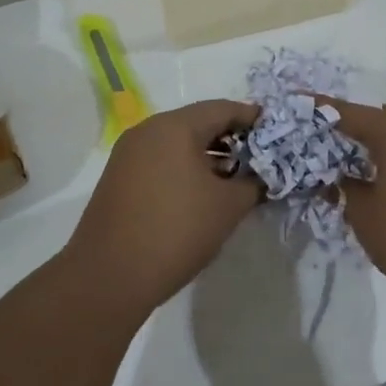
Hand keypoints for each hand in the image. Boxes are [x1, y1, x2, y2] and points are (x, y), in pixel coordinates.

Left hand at [65, 99, 262, 315]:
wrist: (109, 277)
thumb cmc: (176, 231)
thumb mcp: (228, 207)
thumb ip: (254, 183)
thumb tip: (263, 176)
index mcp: (175, 127)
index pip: (223, 109)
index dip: (253, 119)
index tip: (277, 133)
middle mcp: (148, 130)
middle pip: (199, 122)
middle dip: (232, 138)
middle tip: (259, 158)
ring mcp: (128, 153)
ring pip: (178, 142)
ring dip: (208, 155)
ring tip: (235, 178)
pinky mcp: (118, 177)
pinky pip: (161, 159)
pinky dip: (185, 167)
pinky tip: (202, 192)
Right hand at [322, 100, 385, 309]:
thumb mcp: (366, 217)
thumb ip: (346, 189)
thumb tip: (342, 176)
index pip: (350, 113)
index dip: (322, 110)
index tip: (300, 102)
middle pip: (382, 118)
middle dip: (355, 129)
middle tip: (329, 148)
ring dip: (383, 145)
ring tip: (360, 169)